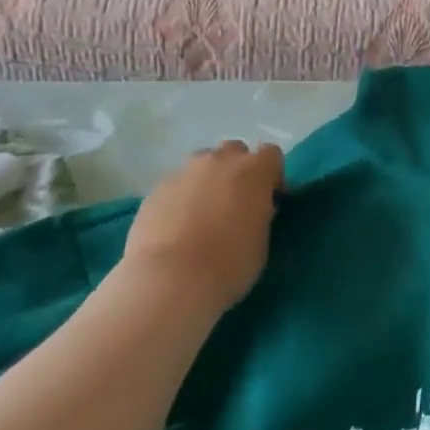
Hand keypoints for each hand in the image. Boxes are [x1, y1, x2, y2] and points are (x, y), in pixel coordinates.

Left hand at [124, 141, 284, 311]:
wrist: (171, 278)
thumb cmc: (229, 263)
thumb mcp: (261, 240)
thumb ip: (260, 214)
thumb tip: (254, 208)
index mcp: (252, 171)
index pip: (271, 154)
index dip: (273, 174)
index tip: (271, 199)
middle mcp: (217, 162)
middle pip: (234, 150)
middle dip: (238, 170)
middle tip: (237, 202)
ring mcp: (183, 173)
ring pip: (202, 164)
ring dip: (209, 180)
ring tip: (205, 213)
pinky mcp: (156, 190)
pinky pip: (177, 185)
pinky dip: (182, 198)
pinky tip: (178, 226)